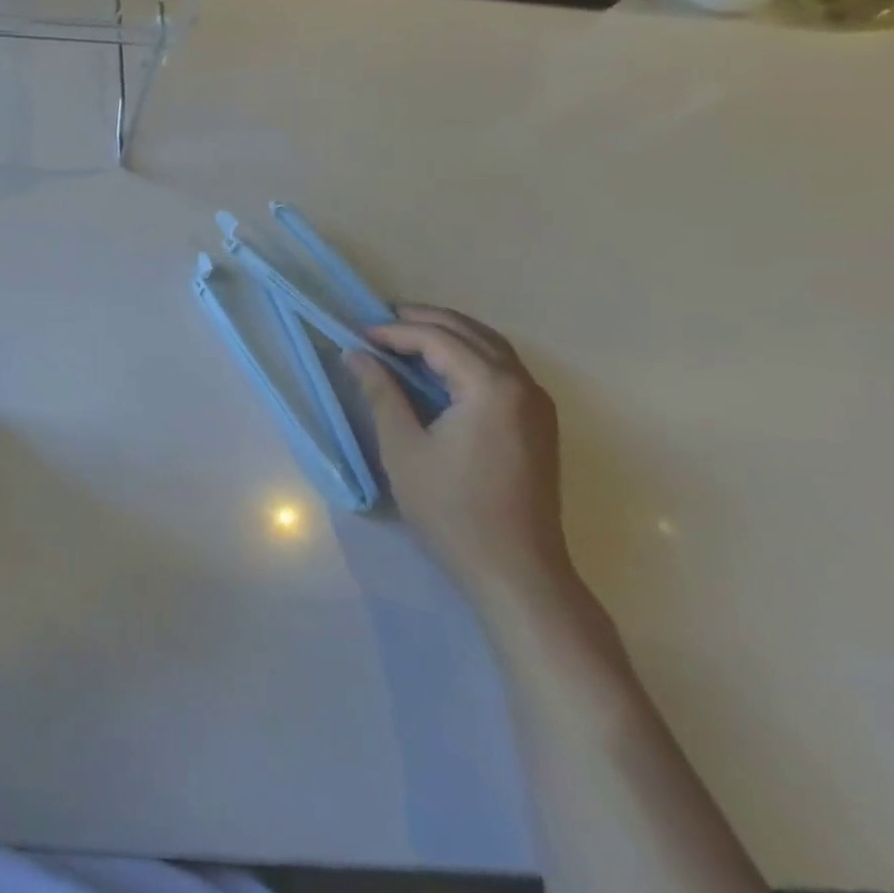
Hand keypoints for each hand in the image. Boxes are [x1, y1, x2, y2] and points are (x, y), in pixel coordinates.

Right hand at [345, 306, 572, 610]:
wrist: (516, 571)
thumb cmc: (452, 509)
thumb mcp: (403, 448)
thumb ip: (380, 393)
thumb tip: (355, 354)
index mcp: (491, 387)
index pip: (437, 339)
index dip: (394, 332)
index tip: (357, 336)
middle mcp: (522, 384)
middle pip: (469, 332)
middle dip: (422, 321)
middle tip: (377, 323)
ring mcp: (537, 403)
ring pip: (490, 345)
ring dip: (447, 333)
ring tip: (403, 336)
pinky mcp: (538, 422)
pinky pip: (501, 367)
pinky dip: (467, 354)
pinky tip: (438, 366)